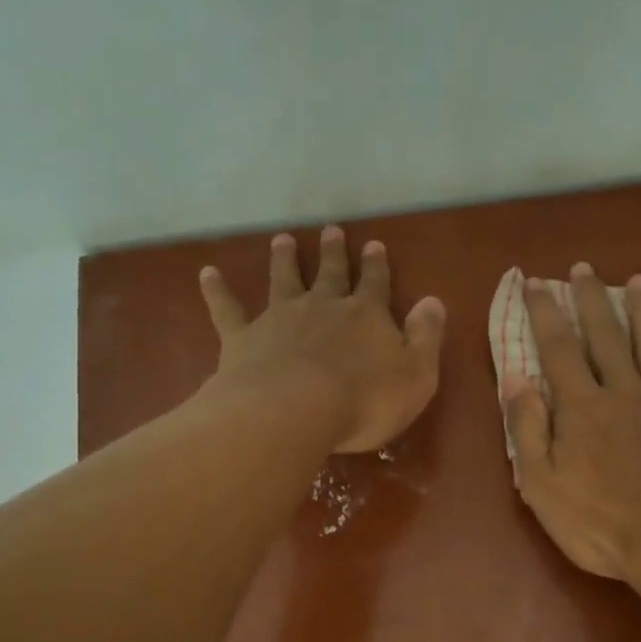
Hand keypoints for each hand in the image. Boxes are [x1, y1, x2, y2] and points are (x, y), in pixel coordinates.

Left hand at [199, 225, 445, 453]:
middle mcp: (323, 307)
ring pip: (283, 280)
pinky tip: (206, 273)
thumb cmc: (365, 401)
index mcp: (366, 316)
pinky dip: (217, 291)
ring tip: (282, 239)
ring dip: (284, 259)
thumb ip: (426, 337)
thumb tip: (433, 301)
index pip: (375, 284)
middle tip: (331, 230)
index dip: (376, 266)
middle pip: (330, 274)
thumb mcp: (417, 375)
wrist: (295, 411)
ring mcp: (280, 318)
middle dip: (334, 253)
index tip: (374, 245)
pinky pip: (228, 309)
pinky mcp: (244, 338)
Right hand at [502, 263, 640, 578]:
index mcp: (582, 407)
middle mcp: (624, 392)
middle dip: (591, 299)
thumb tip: (516, 378)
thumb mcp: (541, 484)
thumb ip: (528, 428)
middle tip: (582, 268)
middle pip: (607, 335)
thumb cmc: (597, 522)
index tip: (535, 283)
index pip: (558, 348)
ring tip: (637, 281)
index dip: (544, 313)